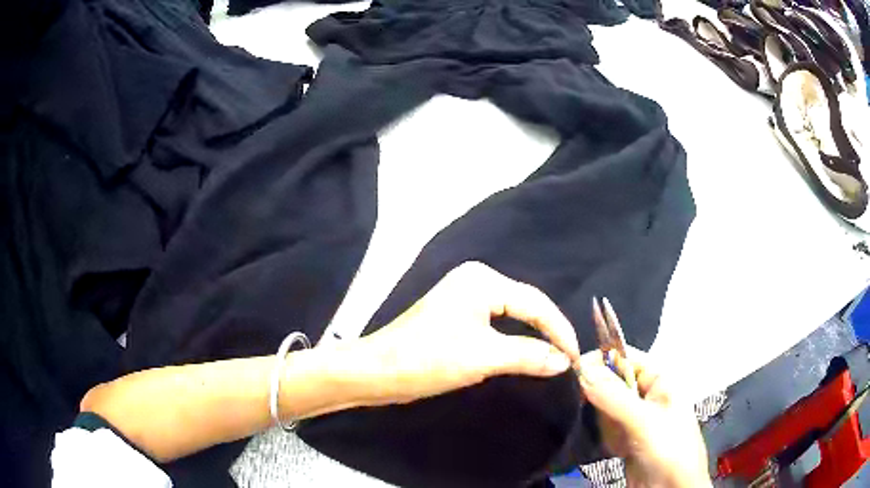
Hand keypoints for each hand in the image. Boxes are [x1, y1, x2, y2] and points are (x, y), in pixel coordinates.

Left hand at [350, 261, 581, 405]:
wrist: (376, 371)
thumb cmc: (427, 360)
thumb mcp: (483, 357)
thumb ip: (529, 356)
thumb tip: (565, 361)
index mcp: (482, 281)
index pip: (536, 303)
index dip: (559, 331)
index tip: (576, 357)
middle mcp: (476, 280)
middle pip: (526, 305)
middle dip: (548, 331)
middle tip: (568, 358)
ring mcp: (465, 296)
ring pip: (513, 315)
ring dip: (533, 336)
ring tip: (555, 356)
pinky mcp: (457, 315)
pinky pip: (497, 323)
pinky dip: (514, 339)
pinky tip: (527, 351)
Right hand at [577, 349, 711, 487]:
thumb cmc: (669, 449)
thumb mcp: (644, 421)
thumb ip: (613, 397)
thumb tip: (582, 369)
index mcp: (659, 379)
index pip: (625, 357)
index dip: (600, 359)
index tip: (572, 368)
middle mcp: (646, 395)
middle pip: (612, 381)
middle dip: (598, 394)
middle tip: (587, 406)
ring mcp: (634, 418)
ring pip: (605, 406)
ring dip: (602, 420)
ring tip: (615, 436)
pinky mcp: (625, 439)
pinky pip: (605, 428)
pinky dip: (604, 436)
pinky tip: (616, 448)